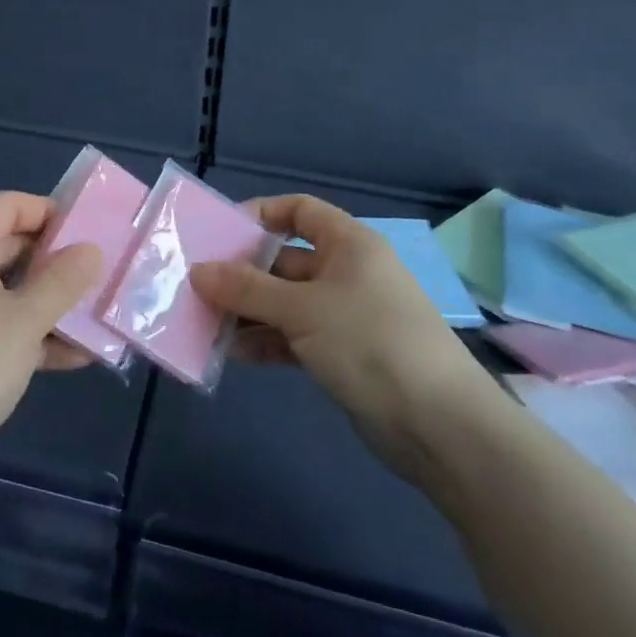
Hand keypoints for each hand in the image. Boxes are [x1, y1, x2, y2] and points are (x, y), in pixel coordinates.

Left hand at [0, 192, 101, 499]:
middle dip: (56, 262)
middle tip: (101, 277)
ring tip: (96, 320)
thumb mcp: (23, 322)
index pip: (8, 204)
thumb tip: (90, 248)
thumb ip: (62, 282)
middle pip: (10, 246)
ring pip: (6, 292)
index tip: (89, 233)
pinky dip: (28, 335)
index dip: (49, 211)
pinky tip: (71, 359)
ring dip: (49, 304)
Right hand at [189, 196, 498, 474]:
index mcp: (348, 244)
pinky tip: (234, 352)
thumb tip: (198, 271)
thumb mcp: (302, 309)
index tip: (220, 234)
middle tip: (197, 285)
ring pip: (285, 301)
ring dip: (248, 311)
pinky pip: (294, 336)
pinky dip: (266, 340)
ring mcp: (345, 315)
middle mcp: (347, 272)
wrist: (438, 425)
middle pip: (285, 259)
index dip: (261, 215)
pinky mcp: (342, 354)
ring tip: (204, 322)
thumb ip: (247, 289)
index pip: (299, 211)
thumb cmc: (370, 342)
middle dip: (242, 272)